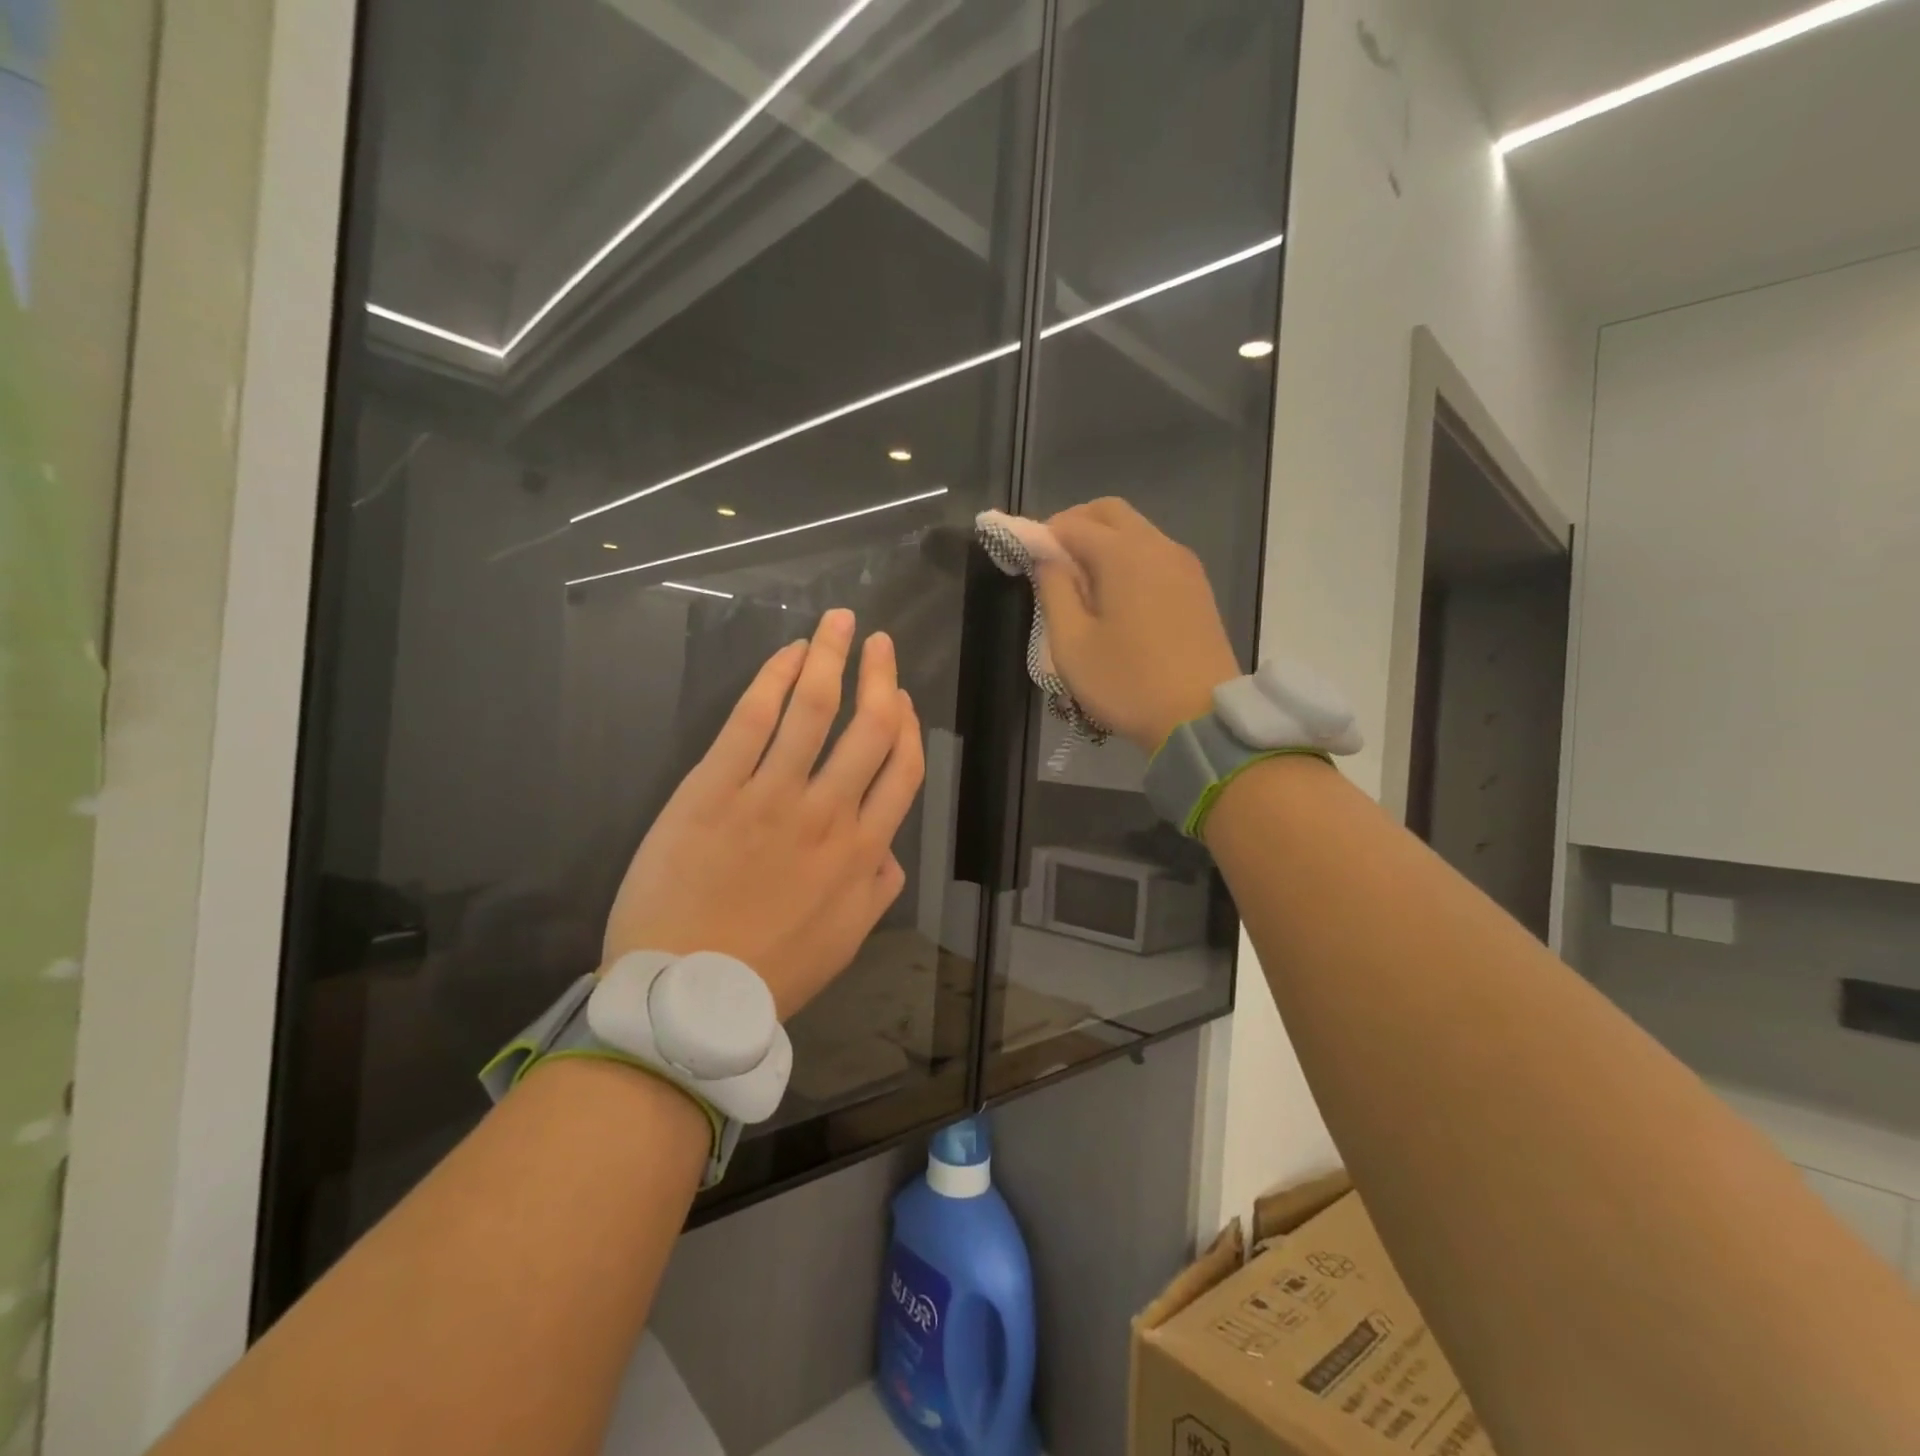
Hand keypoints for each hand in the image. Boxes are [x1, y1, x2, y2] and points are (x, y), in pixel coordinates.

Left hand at [603, 608, 923, 1020]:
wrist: (686, 996)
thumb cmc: (769, 973)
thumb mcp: (845, 942)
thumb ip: (876, 890)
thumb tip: (889, 851)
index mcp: (861, 852)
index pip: (902, 770)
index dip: (908, 726)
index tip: (902, 698)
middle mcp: (827, 813)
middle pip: (869, 727)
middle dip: (880, 676)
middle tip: (880, 642)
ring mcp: (770, 796)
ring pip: (814, 710)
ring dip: (832, 658)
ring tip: (840, 623)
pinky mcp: (714, 788)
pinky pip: (752, 721)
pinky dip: (774, 681)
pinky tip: (788, 656)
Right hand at [1032, 498, 1241, 751]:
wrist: (1199, 718)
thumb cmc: (1127, 683)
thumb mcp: (1071, 644)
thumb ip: (1053, 591)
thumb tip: (1046, 558)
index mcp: (1123, 554)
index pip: (1072, 523)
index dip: (1043, 535)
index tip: (1028, 563)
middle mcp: (1158, 546)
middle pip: (1110, 513)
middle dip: (1076, 526)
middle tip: (1055, 565)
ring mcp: (1184, 565)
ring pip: (1136, 531)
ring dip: (1104, 543)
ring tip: (1084, 587)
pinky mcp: (1197, 587)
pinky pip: (1155, 555)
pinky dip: (1130, 560)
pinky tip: (1118, 599)